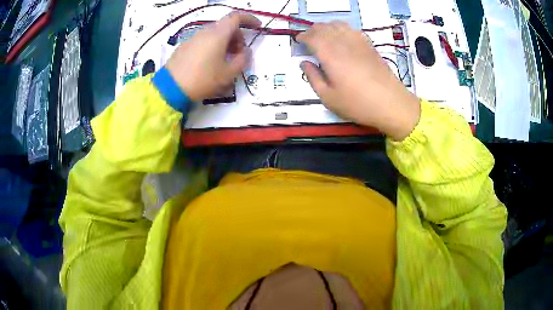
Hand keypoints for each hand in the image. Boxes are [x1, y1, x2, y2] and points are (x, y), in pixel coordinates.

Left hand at [165, 13, 260, 101]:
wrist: (170, 88)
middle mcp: (205, 31)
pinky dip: (212, 45)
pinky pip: (204, 40)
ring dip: (225, 41)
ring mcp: (193, 37)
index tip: (257, 27)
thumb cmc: (202, 79)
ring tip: (225, 59)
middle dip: (237, 36)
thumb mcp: (228, 73)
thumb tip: (246, 51)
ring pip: (214, 33)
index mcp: (218, 34)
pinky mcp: (184, 46)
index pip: (236, 17)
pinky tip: (210, 62)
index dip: (249, 19)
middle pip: (226, 26)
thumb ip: (242, 60)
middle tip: (239, 53)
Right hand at [297, 22, 420, 140]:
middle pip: (324, 27)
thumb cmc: (358, 103)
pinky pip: (352, 29)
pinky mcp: (369, 45)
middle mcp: (343, 43)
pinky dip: (342, 28)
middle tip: (308, 39)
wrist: (390, 103)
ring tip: (323, 35)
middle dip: (312, 30)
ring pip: (338, 24)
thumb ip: (313, 78)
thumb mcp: (328, 97)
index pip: (312, 36)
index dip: (302, 36)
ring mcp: (358, 42)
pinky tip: (342, 36)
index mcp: (330, 55)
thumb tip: (304, 64)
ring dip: (327, 27)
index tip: (298, 40)